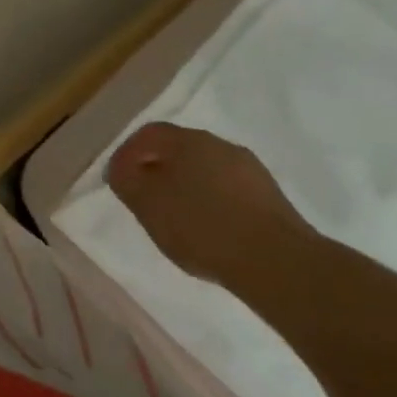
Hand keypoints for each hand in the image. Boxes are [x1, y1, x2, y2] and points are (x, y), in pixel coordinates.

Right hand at [108, 122, 314, 286]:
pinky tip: (211, 230)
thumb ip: (125, 179)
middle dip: (158, 170)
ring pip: (206, 171)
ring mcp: (250, 171)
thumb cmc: (201, 225)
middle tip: (146, 198)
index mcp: (187, 139)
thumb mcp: (146, 203)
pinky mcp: (271, 199)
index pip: (148, 134)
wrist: (278, 263)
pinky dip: (213, 204)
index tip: (119, 180)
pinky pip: (229, 192)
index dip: (128, 154)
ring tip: (178, 219)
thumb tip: (123, 168)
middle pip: (179, 150)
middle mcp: (220, 145)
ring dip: (188, 188)